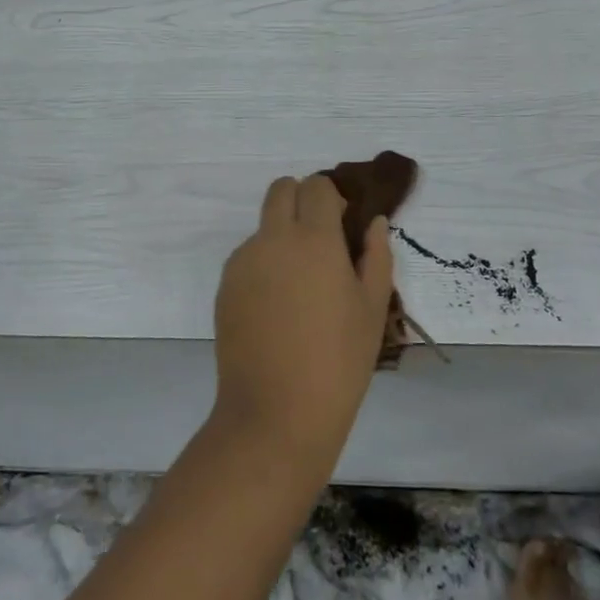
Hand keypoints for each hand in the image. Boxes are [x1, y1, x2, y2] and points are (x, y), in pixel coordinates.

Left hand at [211, 174, 394, 473]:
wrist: (276, 413)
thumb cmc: (338, 362)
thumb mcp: (373, 309)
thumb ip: (375, 255)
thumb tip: (372, 222)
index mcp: (315, 239)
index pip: (316, 185)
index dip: (331, 196)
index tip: (342, 224)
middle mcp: (274, 238)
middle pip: (281, 189)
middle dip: (301, 200)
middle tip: (319, 240)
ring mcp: (243, 261)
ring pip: (263, 225)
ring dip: (281, 235)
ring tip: (299, 288)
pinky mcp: (225, 286)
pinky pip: (247, 257)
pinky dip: (264, 265)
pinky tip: (277, 309)